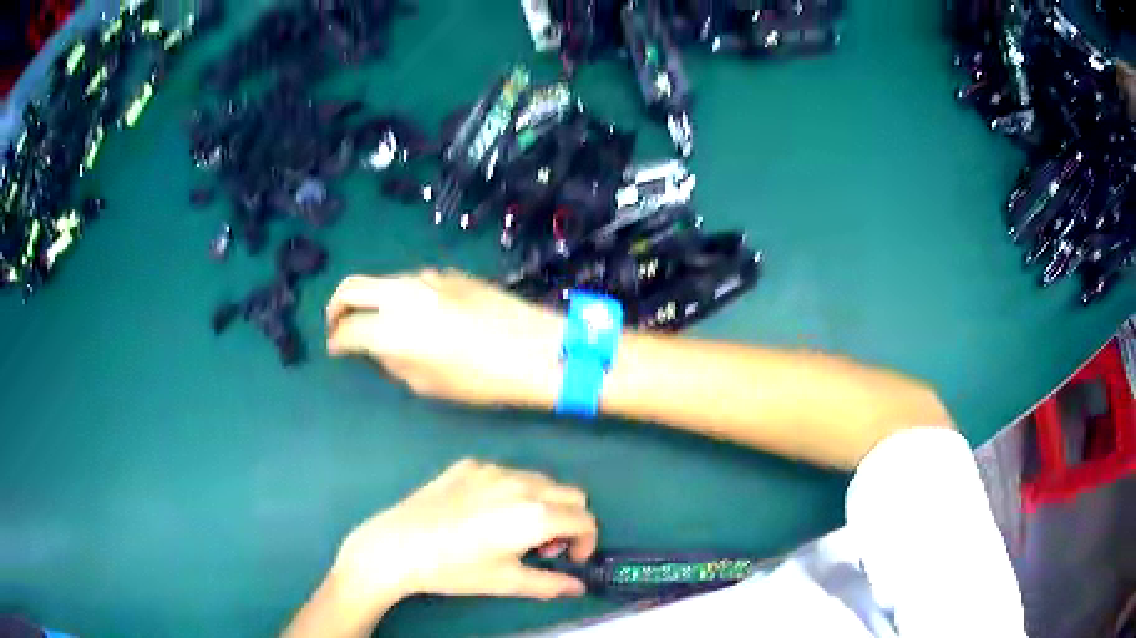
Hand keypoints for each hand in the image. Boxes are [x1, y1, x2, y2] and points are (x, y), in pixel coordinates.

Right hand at [326, 270, 562, 406]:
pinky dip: (398, 295)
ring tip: (376, 321)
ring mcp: (425, 278)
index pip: (347, 330)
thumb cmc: (481, 379)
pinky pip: (410, 281)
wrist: (535, 348)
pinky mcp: (447, 272)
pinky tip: (413, 314)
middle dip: (335, 307)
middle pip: (351, 287)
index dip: (336, 342)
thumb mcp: (427, 384)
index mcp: (392, 329)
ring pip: (382, 281)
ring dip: (370, 298)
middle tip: (337, 325)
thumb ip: (391, 361)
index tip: (336, 350)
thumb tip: (373, 347)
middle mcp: (402, 295)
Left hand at [332, 459, 597, 601]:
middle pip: (571, 494)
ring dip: (542, 504)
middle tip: (541, 547)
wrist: (397, 545)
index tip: (568, 559)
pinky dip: (511, 491)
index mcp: (535, 514)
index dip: (586, 542)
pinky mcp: (468, 464)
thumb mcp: (506, 582)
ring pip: (540, 480)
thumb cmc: (454, 569)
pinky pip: (507, 472)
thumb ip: (551, 584)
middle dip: (568, 521)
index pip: (585, 519)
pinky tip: (483, 513)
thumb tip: (579, 588)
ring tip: (513, 529)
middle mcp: (520, 483)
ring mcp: (493, 469)